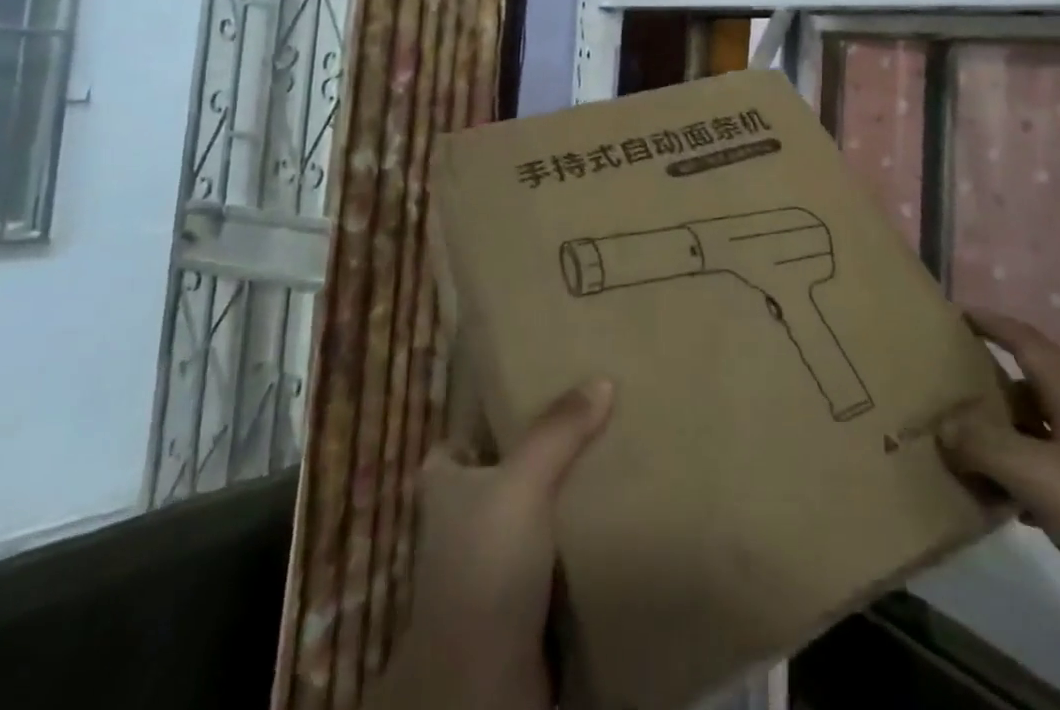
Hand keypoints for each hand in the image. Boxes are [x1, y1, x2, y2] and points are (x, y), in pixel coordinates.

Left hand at [381, 379, 614, 709]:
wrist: (485, 683)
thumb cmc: (487, 564)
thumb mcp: (522, 482)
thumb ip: (559, 430)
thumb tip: (602, 380)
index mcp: (445, 483)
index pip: (465, 436)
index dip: (495, 414)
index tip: (538, 390)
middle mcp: (462, 519)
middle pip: (506, 468)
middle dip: (544, 450)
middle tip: (591, 417)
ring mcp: (492, 561)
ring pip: (534, 510)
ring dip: (566, 495)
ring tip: (612, 455)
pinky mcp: (522, 599)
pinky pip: (554, 550)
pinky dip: (578, 535)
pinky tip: (613, 512)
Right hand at [936, 313, 1059, 640]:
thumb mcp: (1044, 477)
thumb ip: (987, 446)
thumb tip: (942, 424)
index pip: (1028, 342)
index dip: (993, 322)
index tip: (956, 314)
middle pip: (1029, 387)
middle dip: (987, 384)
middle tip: (943, 389)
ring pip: (1037, 436)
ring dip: (999, 438)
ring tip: (958, 448)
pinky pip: (1049, 479)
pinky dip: (1019, 482)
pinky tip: (1001, 505)